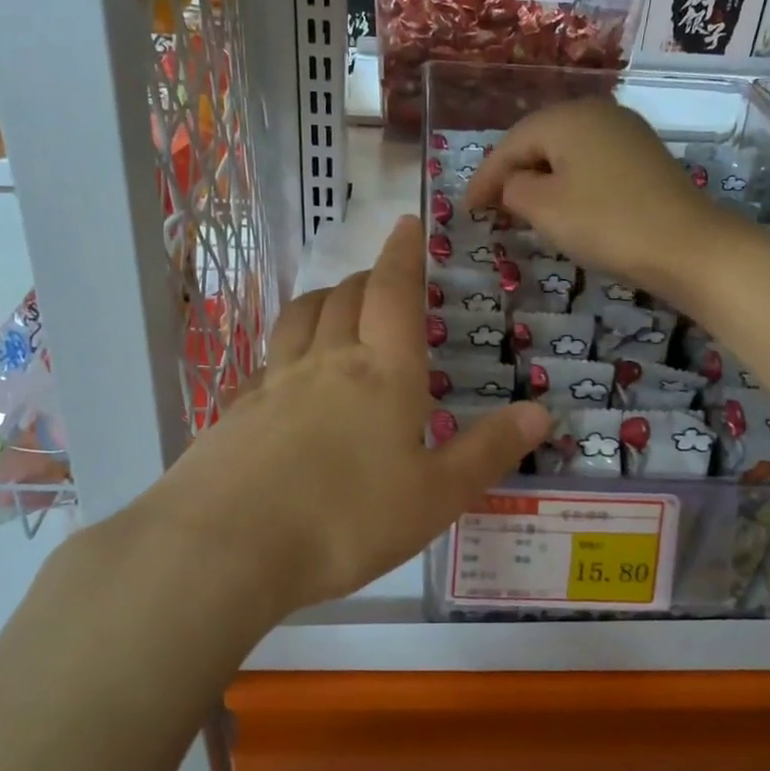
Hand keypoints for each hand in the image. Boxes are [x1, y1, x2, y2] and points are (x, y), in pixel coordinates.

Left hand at [148, 216, 549, 618]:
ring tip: (336, 306)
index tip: (407, 223)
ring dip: (323, 300)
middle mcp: (327, 362)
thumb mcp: (436, 497)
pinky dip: (284, 352)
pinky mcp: (235, 411)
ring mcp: (274, 383)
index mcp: (383, 373)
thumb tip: (541, 410)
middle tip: (382, 279)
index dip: (403, 254)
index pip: (395, 292)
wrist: (227, 547)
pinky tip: (284, 377)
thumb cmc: (347, 520)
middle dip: (368, 278)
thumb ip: (488, 451)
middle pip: (346, 297)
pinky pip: (265, 363)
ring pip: (300, 318)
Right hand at [465, 98, 735, 299]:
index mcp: (567, 118)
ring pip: (567, 151)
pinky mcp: (644, 156)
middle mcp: (596, 112)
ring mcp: (626, 132)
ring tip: (521, 207)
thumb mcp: (545, 209)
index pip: (510, 144)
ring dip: (540, 177)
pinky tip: (565, 203)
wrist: (687, 246)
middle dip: (511, 173)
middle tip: (489, 206)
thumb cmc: (606, 223)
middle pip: (539, 140)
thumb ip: (515, 190)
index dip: (484, 177)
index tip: (465, 209)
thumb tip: (516, 184)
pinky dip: (569, 181)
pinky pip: (592, 162)